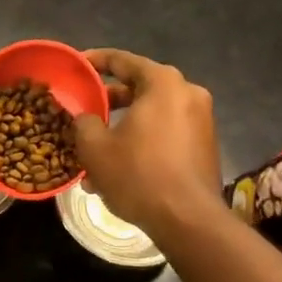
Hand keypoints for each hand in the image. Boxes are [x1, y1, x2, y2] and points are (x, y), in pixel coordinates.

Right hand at [72, 49, 225, 238]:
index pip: (123, 60)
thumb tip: (85, 117)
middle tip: (84, 109)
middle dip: (109, 101)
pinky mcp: (205, 146)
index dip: (95, 61)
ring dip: (124, 127)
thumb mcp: (95, 147)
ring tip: (96, 149)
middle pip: (140, 88)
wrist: (188, 221)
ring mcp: (201, 121)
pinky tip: (119, 168)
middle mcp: (188, 93)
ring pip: (152, 115)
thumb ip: (84, 122)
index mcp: (163, 83)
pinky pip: (166, 134)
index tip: (76, 66)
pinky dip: (143, 142)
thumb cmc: (138, 174)